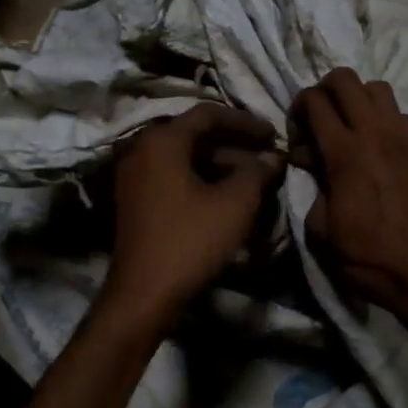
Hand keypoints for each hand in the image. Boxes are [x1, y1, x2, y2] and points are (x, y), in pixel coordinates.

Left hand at [102, 104, 284, 324]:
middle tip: (267, 157)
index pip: (208, 114)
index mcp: (162, 141)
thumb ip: (257, 172)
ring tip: (255, 180)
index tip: (273, 135)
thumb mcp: (234, 204)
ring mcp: (134, 176)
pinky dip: (201, 180)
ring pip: (185, 158)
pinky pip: (173, 177)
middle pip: (194, 135)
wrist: (144, 293)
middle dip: (235, 145)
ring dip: (220, 165)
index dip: (245, 122)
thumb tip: (272, 158)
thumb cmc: (190, 240)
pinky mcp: (135, 200)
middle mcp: (141, 150)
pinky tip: (227, 197)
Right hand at [291, 69, 407, 330]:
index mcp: (345, 153)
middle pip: (345, 78)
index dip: (297, 110)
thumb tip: (309, 161)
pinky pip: (397, 112)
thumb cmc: (366, 256)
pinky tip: (371, 145)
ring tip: (345, 128)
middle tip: (316, 122)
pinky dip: (380, 116)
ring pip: (376, 87)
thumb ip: (311, 185)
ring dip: (355, 99)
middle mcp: (375, 133)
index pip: (315, 100)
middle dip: (323, 91)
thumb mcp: (320, 228)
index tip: (296, 138)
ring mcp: (402, 137)